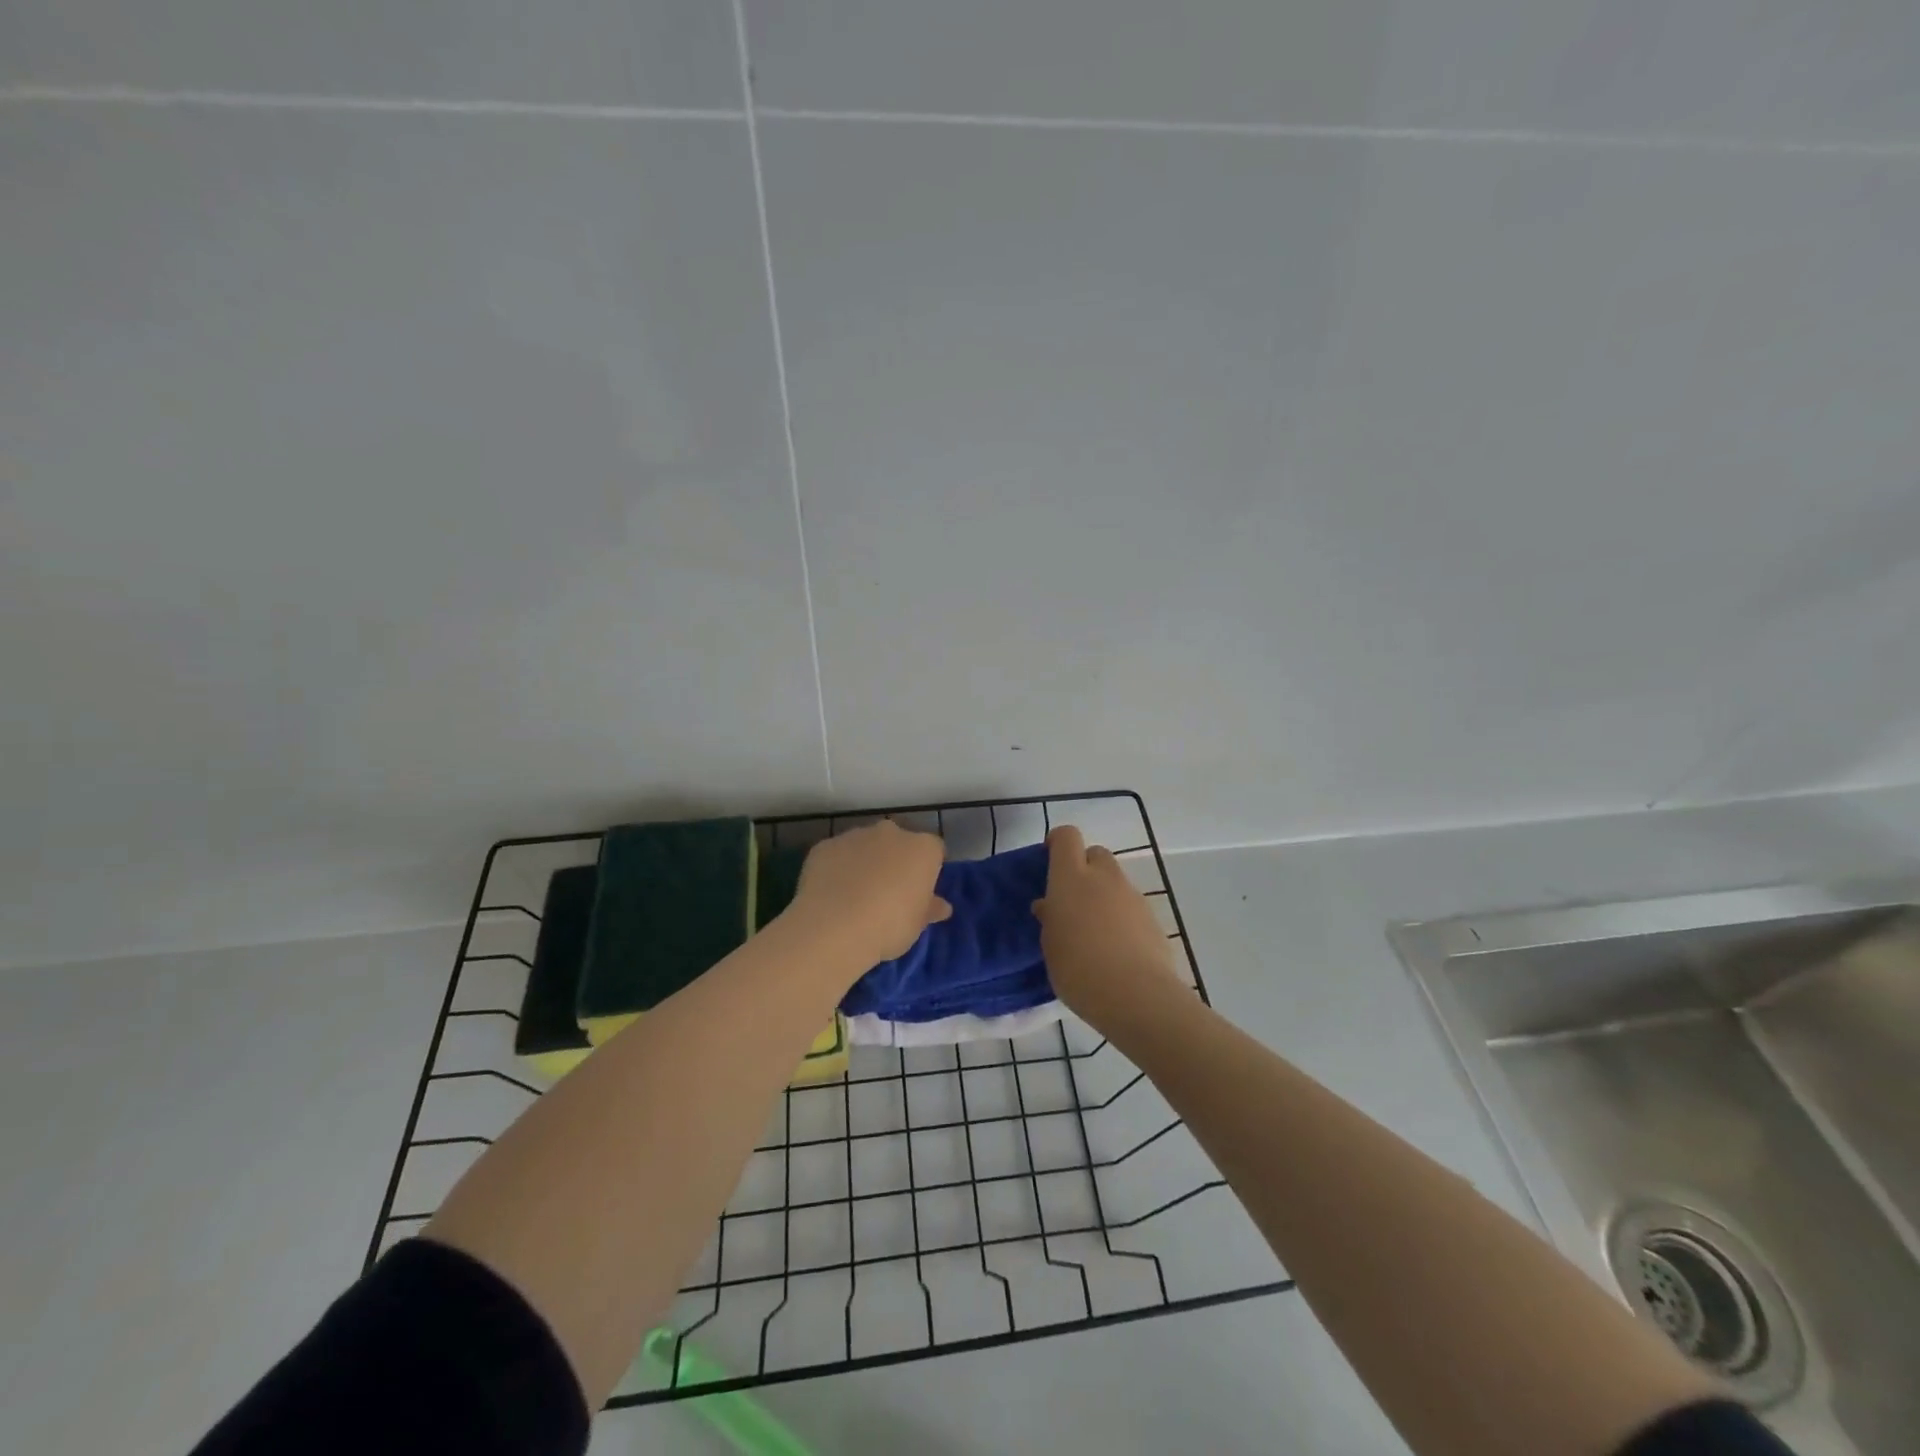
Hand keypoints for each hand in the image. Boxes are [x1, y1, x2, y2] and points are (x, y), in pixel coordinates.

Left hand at [787, 820, 950, 967]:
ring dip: (865, 862)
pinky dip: (837, 868)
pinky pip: (837, 855)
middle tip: (889, 893)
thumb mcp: (917, 924)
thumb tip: (941, 906)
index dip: (928, 870)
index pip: (934, 851)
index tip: (919, 892)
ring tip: (856, 896)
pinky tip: (832, 894)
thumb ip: (929, 909)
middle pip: (899, 842)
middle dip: (895, 860)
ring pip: (865, 845)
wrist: (834, 926)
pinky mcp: (825, 845)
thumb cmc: (889, 926)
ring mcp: (855, 835)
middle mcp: (891, 833)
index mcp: (922, 849)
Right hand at [1032, 825, 1184, 1034]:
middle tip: (1072, 899)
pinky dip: (1122, 917)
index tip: (1048, 860)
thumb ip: (1050, 919)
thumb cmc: (1079, 970)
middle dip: (1084, 868)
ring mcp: (1132, 896)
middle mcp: (1104, 878)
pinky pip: (1131, 907)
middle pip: (1096, 854)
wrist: (1137, 996)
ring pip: (1115, 881)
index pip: (1066, 837)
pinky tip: (1116, 949)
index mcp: (1071, 878)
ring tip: (1094, 931)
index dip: (1057, 843)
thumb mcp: (1051, 946)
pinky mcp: (1152, 918)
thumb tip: (1049, 906)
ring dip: (1104, 895)